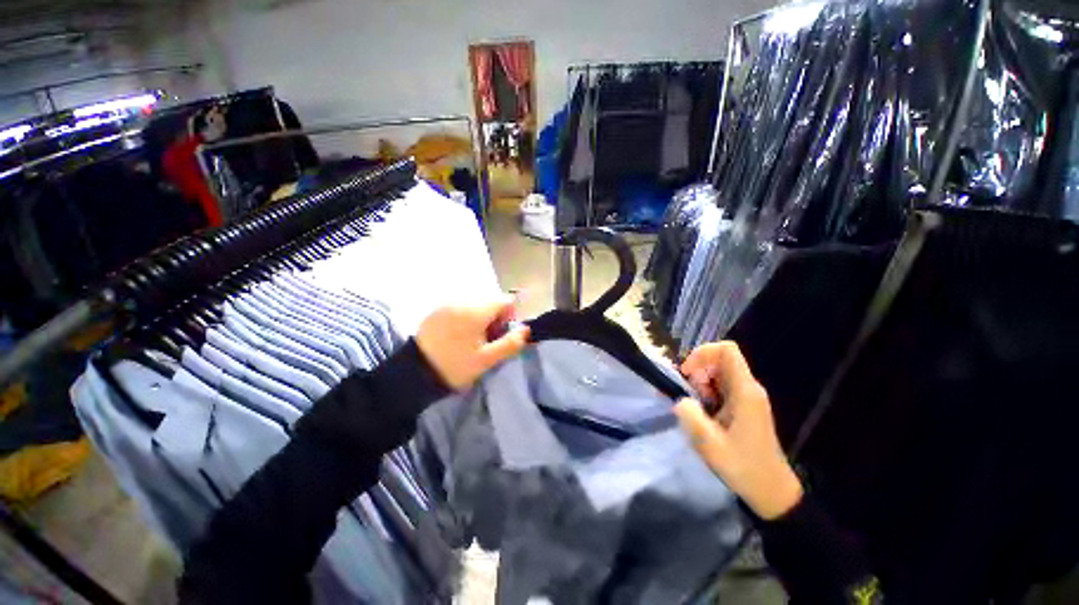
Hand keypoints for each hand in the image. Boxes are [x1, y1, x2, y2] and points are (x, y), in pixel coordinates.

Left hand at [416, 298, 530, 390]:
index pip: (505, 300)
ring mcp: (448, 304)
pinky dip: (466, 317)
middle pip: (491, 301)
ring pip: (476, 304)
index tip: (501, 334)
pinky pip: (461, 307)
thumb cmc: (455, 365)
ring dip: (481, 318)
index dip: (510, 316)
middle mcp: (463, 300)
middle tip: (487, 340)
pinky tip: (458, 336)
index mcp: (476, 310)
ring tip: (472, 339)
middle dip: (495, 318)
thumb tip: (527, 330)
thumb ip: (511, 343)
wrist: (415, 372)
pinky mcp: (438, 310)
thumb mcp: (487, 359)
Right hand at [674, 342, 802, 519]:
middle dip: (698, 372)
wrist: (771, 491)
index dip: (702, 354)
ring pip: (718, 372)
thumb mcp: (709, 444)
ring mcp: (747, 397)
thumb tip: (681, 400)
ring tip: (699, 409)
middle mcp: (748, 388)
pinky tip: (704, 414)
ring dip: (701, 384)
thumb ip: (690, 415)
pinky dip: (706, 393)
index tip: (687, 374)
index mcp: (745, 391)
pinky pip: (721, 386)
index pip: (726, 350)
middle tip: (692, 397)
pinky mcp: (744, 406)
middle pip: (719, 359)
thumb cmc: (743, 467)